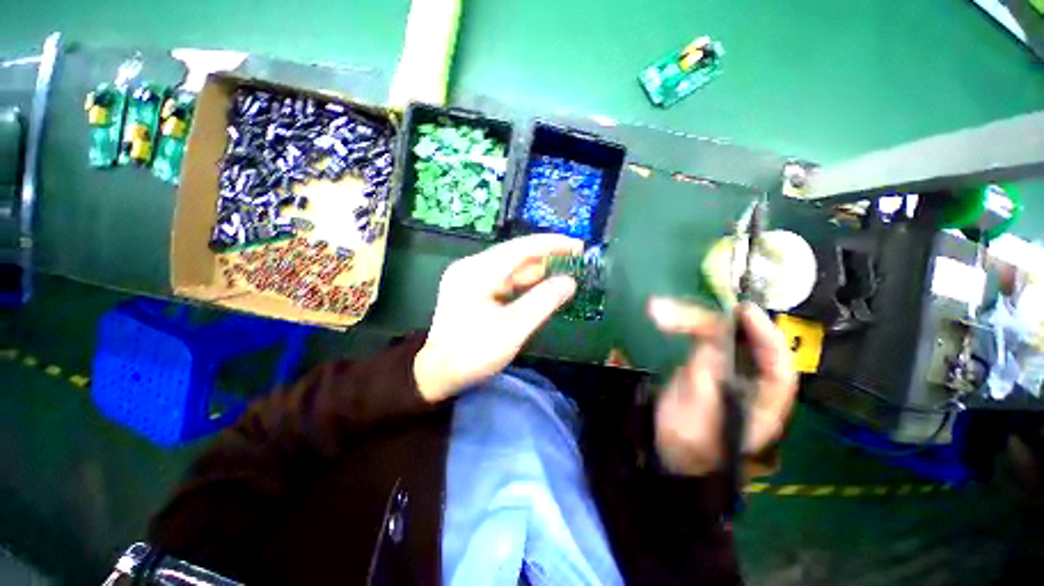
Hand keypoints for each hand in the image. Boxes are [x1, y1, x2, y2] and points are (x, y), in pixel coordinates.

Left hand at [414, 234, 582, 401]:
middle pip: (516, 255)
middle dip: (547, 257)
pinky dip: (525, 282)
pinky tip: (543, 285)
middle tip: (576, 261)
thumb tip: (570, 281)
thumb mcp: (512, 329)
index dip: (551, 245)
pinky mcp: (473, 288)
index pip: (520, 248)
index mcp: (477, 272)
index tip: (578, 246)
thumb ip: (543, 302)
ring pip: (511, 267)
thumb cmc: (473, 353)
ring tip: (566, 271)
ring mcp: (471, 277)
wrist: (438, 373)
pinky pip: (505, 279)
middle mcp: (472, 267)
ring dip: (537, 270)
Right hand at [648, 298, 797, 475]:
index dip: (765, 336)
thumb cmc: (690, 446)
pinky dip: (680, 323)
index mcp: (763, 403)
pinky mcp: (703, 360)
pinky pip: (696, 335)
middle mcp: (749, 379)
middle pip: (738, 341)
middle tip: (671, 312)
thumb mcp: (699, 420)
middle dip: (706, 322)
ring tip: (656, 310)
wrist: (669, 453)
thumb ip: (707, 380)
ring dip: (686, 318)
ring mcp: (725, 367)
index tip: (744, 312)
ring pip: (714, 333)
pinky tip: (661, 315)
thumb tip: (709, 341)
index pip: (777, 365)